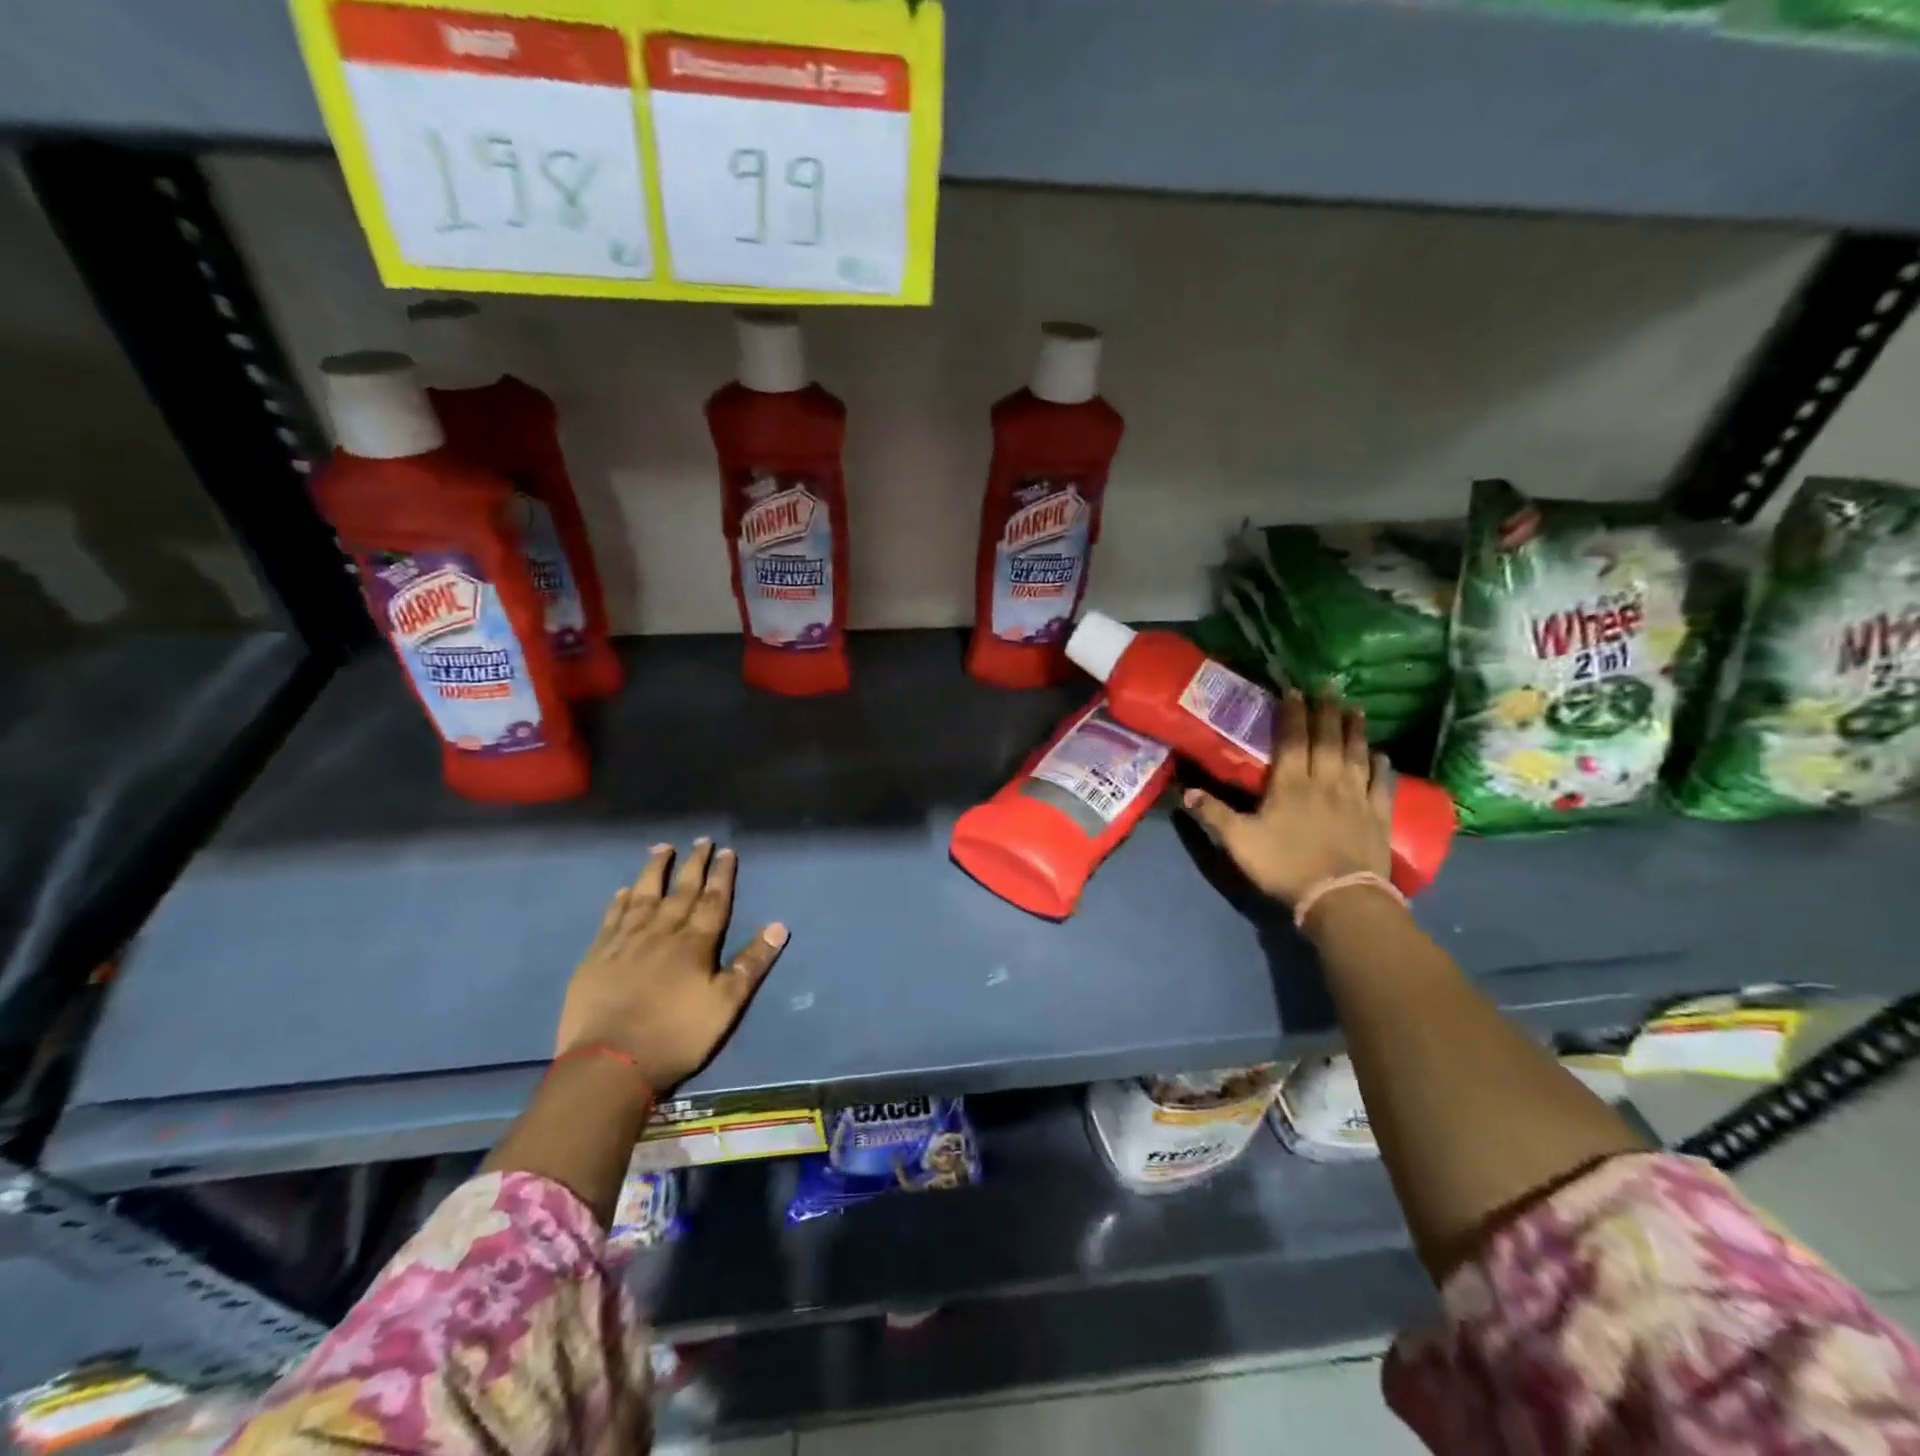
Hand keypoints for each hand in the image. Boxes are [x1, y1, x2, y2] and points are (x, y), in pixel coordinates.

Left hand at [555, 840, 786, 1094]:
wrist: (609, 1064)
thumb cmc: (676, 1036)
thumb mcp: (726, 1005)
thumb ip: (751, 964)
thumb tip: (779, 926)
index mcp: (695, 944)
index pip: (713, 901)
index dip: (722, 875)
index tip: (726, 851)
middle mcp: (661, 933)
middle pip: (680, 891)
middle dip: (693, 864)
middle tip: (700, 840)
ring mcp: (625, 942)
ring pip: (643, 896)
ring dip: (654, 871)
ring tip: (661, 848)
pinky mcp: (597, 957)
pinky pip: (611, 919)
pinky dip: (619, 902)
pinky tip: (623, 891)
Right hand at [1182, 693, 1391, 906]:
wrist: (1340, 897)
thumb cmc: (1285, 866)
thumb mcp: (1239, 841)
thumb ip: (1213, 814)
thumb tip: (1185, 790)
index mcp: (1290, 784)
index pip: (1293, 739)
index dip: (1293, 713)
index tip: (1294, 690)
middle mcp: (1325, 781)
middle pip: (1327, 739)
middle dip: (1326, 711)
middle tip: (1328, 687)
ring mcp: (1355, 797)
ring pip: (1357, 754)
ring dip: (1355, 729)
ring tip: (1355, 709)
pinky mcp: (1378, 815)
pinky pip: (1381, 783)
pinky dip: (1381, 766)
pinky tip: (1381, 754)